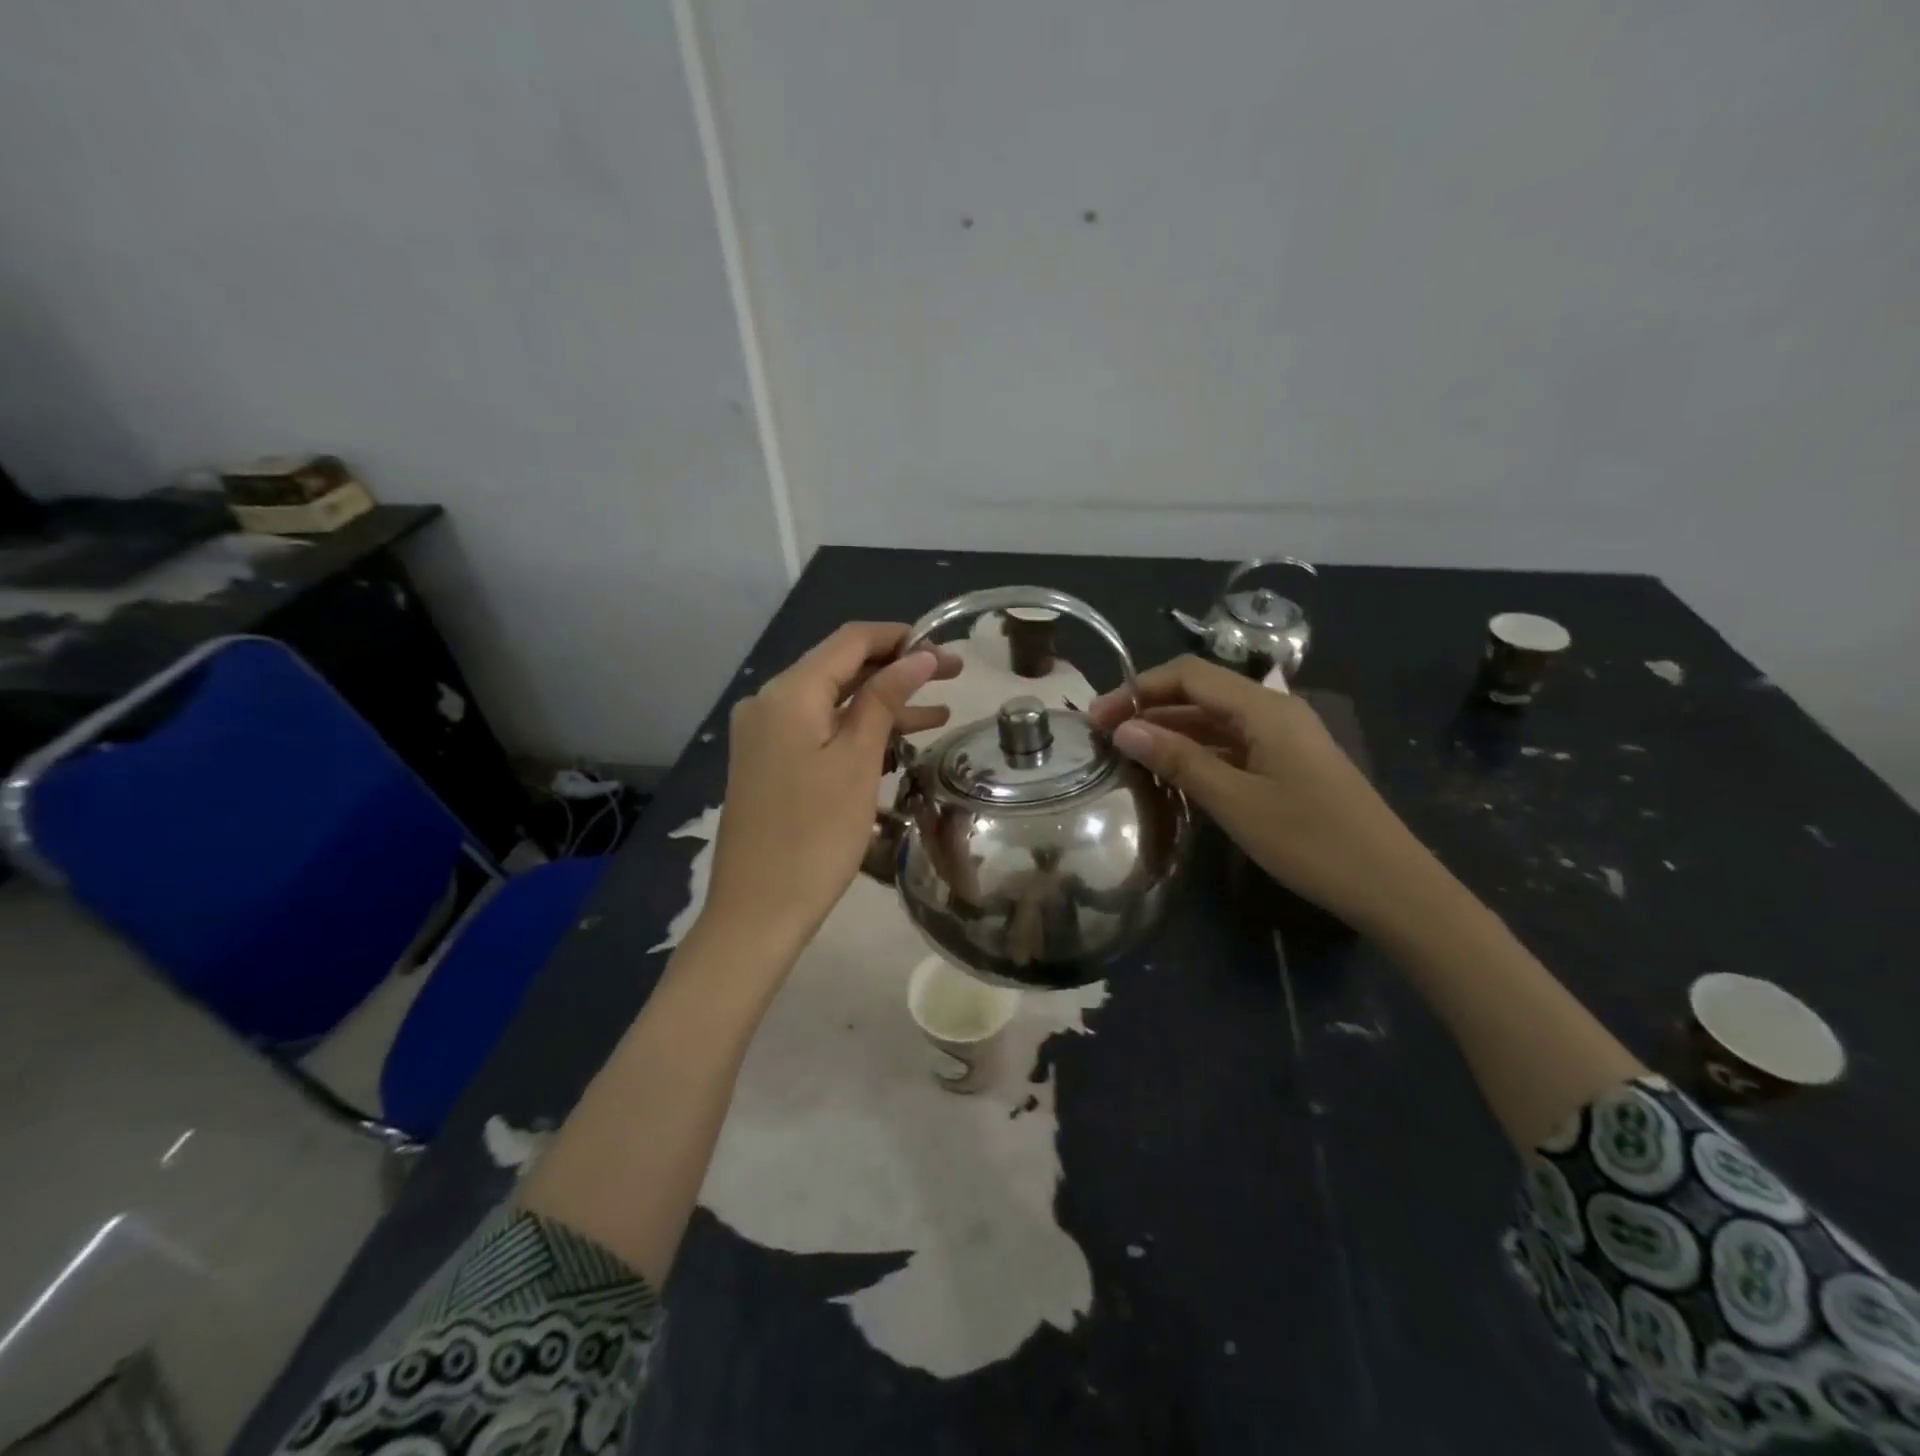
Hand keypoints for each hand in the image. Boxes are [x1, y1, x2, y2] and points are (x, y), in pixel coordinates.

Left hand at [704, 623, 960, 954]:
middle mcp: (769, 703)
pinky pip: (820, 730)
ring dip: (882, 703)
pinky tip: (899, 741)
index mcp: (788, 693)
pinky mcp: (770, 762)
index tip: (946, 649)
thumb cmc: (814, 836)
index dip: (900, 638)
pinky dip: (858, 731)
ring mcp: (766, 734)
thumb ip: (884, 700)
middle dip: (897, 669)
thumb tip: (918, 655)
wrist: (757, 911)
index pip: (849, 641)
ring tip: (941, 710)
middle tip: (953, 675)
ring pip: (833, 702)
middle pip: (840, 668)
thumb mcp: (857, 762)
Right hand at [1088, 656, 1444, 935]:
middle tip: (1103, 737)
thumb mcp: (1235, 802)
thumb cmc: (1311, 841)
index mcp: (1264, 708)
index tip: (1097, 717)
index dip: (1137, 689)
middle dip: (1148, 708)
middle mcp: (1274, 711)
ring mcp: (1284, 738)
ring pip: (1215, 720)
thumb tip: (1124, 729)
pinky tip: (1172, 774)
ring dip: (1170, 731)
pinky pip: (1232, 745)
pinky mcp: (1288, 764)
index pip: (1188, 675)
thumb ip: (1178, 760)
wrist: (1391, 886)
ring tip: (1127, 754)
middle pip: (1200, 693)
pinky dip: (1197, 752)